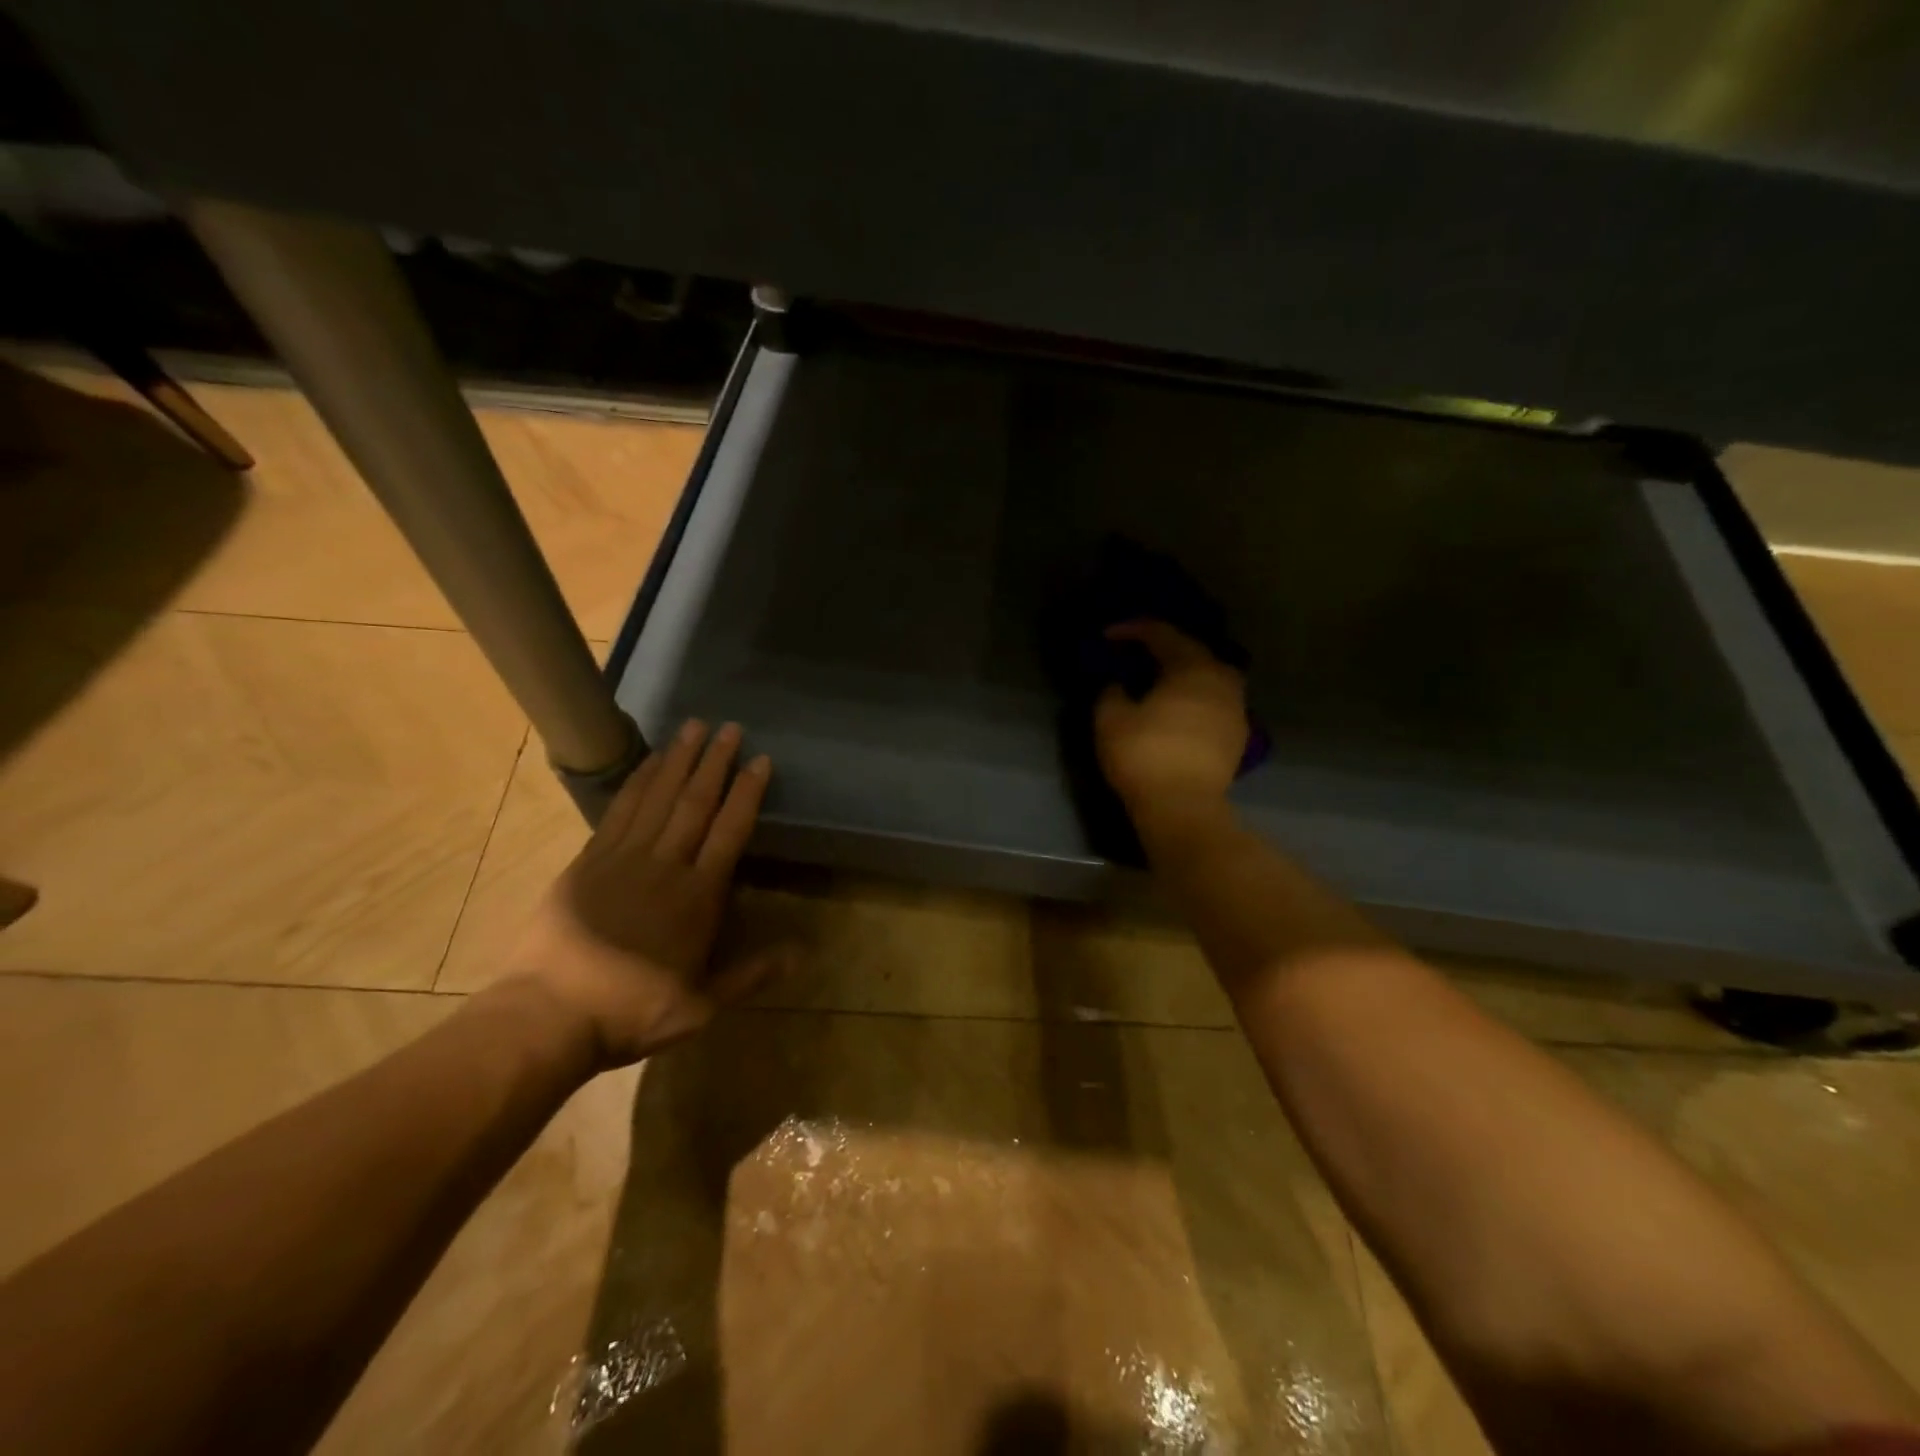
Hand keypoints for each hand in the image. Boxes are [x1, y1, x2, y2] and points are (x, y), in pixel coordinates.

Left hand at [505, 719, 785, 1069]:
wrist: (548, 1016)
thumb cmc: (633, 1011)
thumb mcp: (703, 1004)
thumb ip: (753, 973)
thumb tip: (804, 954)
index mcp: (697, 897)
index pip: (729, 831)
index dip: (747, 793)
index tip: (760, 760)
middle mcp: (663, 866)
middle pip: (695, 804)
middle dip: (715, 763)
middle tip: (729, 728)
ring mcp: (622, 859)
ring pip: (657, 798)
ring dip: (678, 761)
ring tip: (693, 728)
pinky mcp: (588, 861)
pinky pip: (619, 810)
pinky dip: (637, 782)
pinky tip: (649, 762)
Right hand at [1094, 620, 1248, 816]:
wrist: (1184, 808)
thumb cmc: (1144, 756)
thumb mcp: (1111, 719)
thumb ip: (1111, 692)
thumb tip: (1118, 685)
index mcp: (1191, 668)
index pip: (1162, 634)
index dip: (1132, 630)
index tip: (1108, 636)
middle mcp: (1221, 680)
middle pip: (1193, 651)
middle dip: (1164, 649)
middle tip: (1138, 656)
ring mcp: (1235, 708)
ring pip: (1210, 678)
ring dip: (1185, 675)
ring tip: (1161, 684)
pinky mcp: (1238, 736)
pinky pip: (1215, 703)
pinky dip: (1196, 700)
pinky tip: (1179, 712)